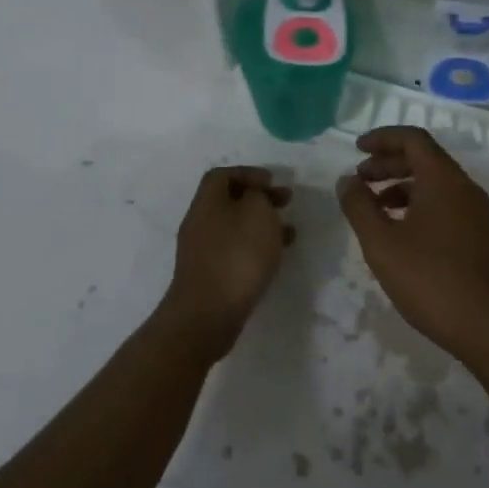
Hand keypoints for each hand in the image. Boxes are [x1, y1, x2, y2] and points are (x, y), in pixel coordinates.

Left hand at [162, 166, 294, 361]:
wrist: (208, 314)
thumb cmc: (236, 255)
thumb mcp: (257, 213)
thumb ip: (258, 196)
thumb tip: (254, 196)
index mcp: (207, 201)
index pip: (222, 174)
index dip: (249, 173)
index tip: (273, 181)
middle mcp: (199, 221)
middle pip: (229, 200)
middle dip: (259, 198)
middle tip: (286, 202)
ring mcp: (201, 250)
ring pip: (235, 227)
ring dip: (261, 224)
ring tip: (289, 231)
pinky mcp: (209, 274)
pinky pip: (234, 250)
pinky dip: (255, 247)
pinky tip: (275, 257)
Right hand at [337, 127, 488, 368]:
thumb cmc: (430, 277)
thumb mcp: (381, 242)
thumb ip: (359, 206)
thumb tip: (347, 181)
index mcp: (443, 178)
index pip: (413, 139)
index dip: (383, 138)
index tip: (357, 149)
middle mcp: (464, 187)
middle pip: (424, 160)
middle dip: (388, 164)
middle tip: (359, 179)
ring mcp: (476, 213)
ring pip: (435, 185)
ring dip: (402, 187)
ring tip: (374, 209)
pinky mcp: (481, 237)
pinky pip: (446, 205)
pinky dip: (419, 206)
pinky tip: (401, 234)